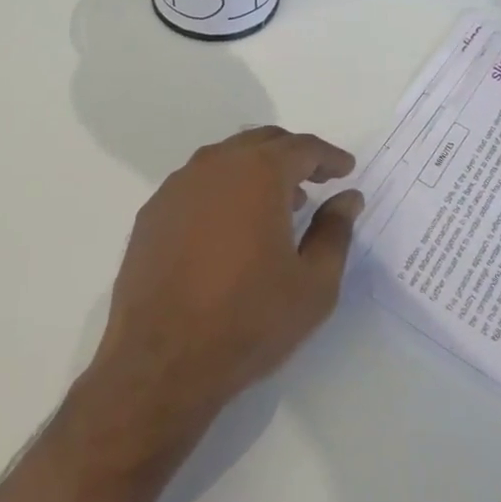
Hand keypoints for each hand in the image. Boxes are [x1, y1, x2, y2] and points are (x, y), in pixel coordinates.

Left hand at [90, 128, 362, 435]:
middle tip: (315, 179)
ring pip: (226, 159)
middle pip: (262, 142)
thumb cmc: (248, 319)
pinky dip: (223, 190)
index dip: (329, 156)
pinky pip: (197, 184)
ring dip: (256, 170)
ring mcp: (178, 186)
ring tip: (276, 203)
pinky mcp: (153, 211)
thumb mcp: (313, 284)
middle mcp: (215, 165)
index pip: (302, 147)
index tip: (345, 170)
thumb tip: (347, 198)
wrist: (161, 359)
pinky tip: (229, 226)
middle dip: (293, 155)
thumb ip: (335, 232)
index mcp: (259, 173)